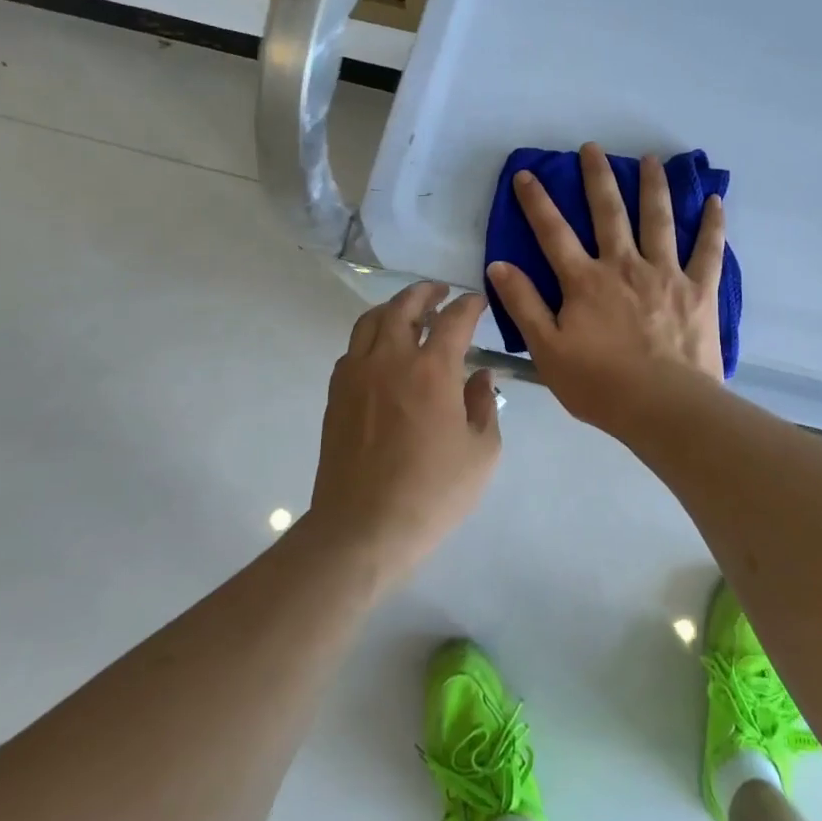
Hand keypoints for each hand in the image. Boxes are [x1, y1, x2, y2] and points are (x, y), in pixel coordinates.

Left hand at [308, 282, 499, 589]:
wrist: (363, 528)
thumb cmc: (432, 493)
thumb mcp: (481, 453)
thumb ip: (484, 405)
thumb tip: (479, 376)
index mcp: (432, 370)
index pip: (454, 319)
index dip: (469, 305)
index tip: (478, 302)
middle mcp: (391, 360)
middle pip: (405, 307)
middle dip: (426, 292)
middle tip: (441, 292)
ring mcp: (357, 375)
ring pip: (371, 321)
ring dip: (394, 308)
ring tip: (410, 312)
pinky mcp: (337, 395)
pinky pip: (353, 349)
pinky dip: (371, 337)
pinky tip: (383, 353)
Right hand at [487, 142, 725, 436]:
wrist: (664, 407)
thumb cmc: (600, 385)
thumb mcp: (548, 350)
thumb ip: (524, 305)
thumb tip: (499, 265)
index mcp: (585, 281)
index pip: (553, 232)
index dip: (537, 201)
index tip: (527, 173)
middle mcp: (624, 265)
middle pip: (608, 212)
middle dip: (597, 177)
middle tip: (592, 148)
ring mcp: (665, 273)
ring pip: (658, 219)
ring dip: (653, 186)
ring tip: (650, 159)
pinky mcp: (699, 288)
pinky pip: (708, 250)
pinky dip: (712, 224)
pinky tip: (715, 200)